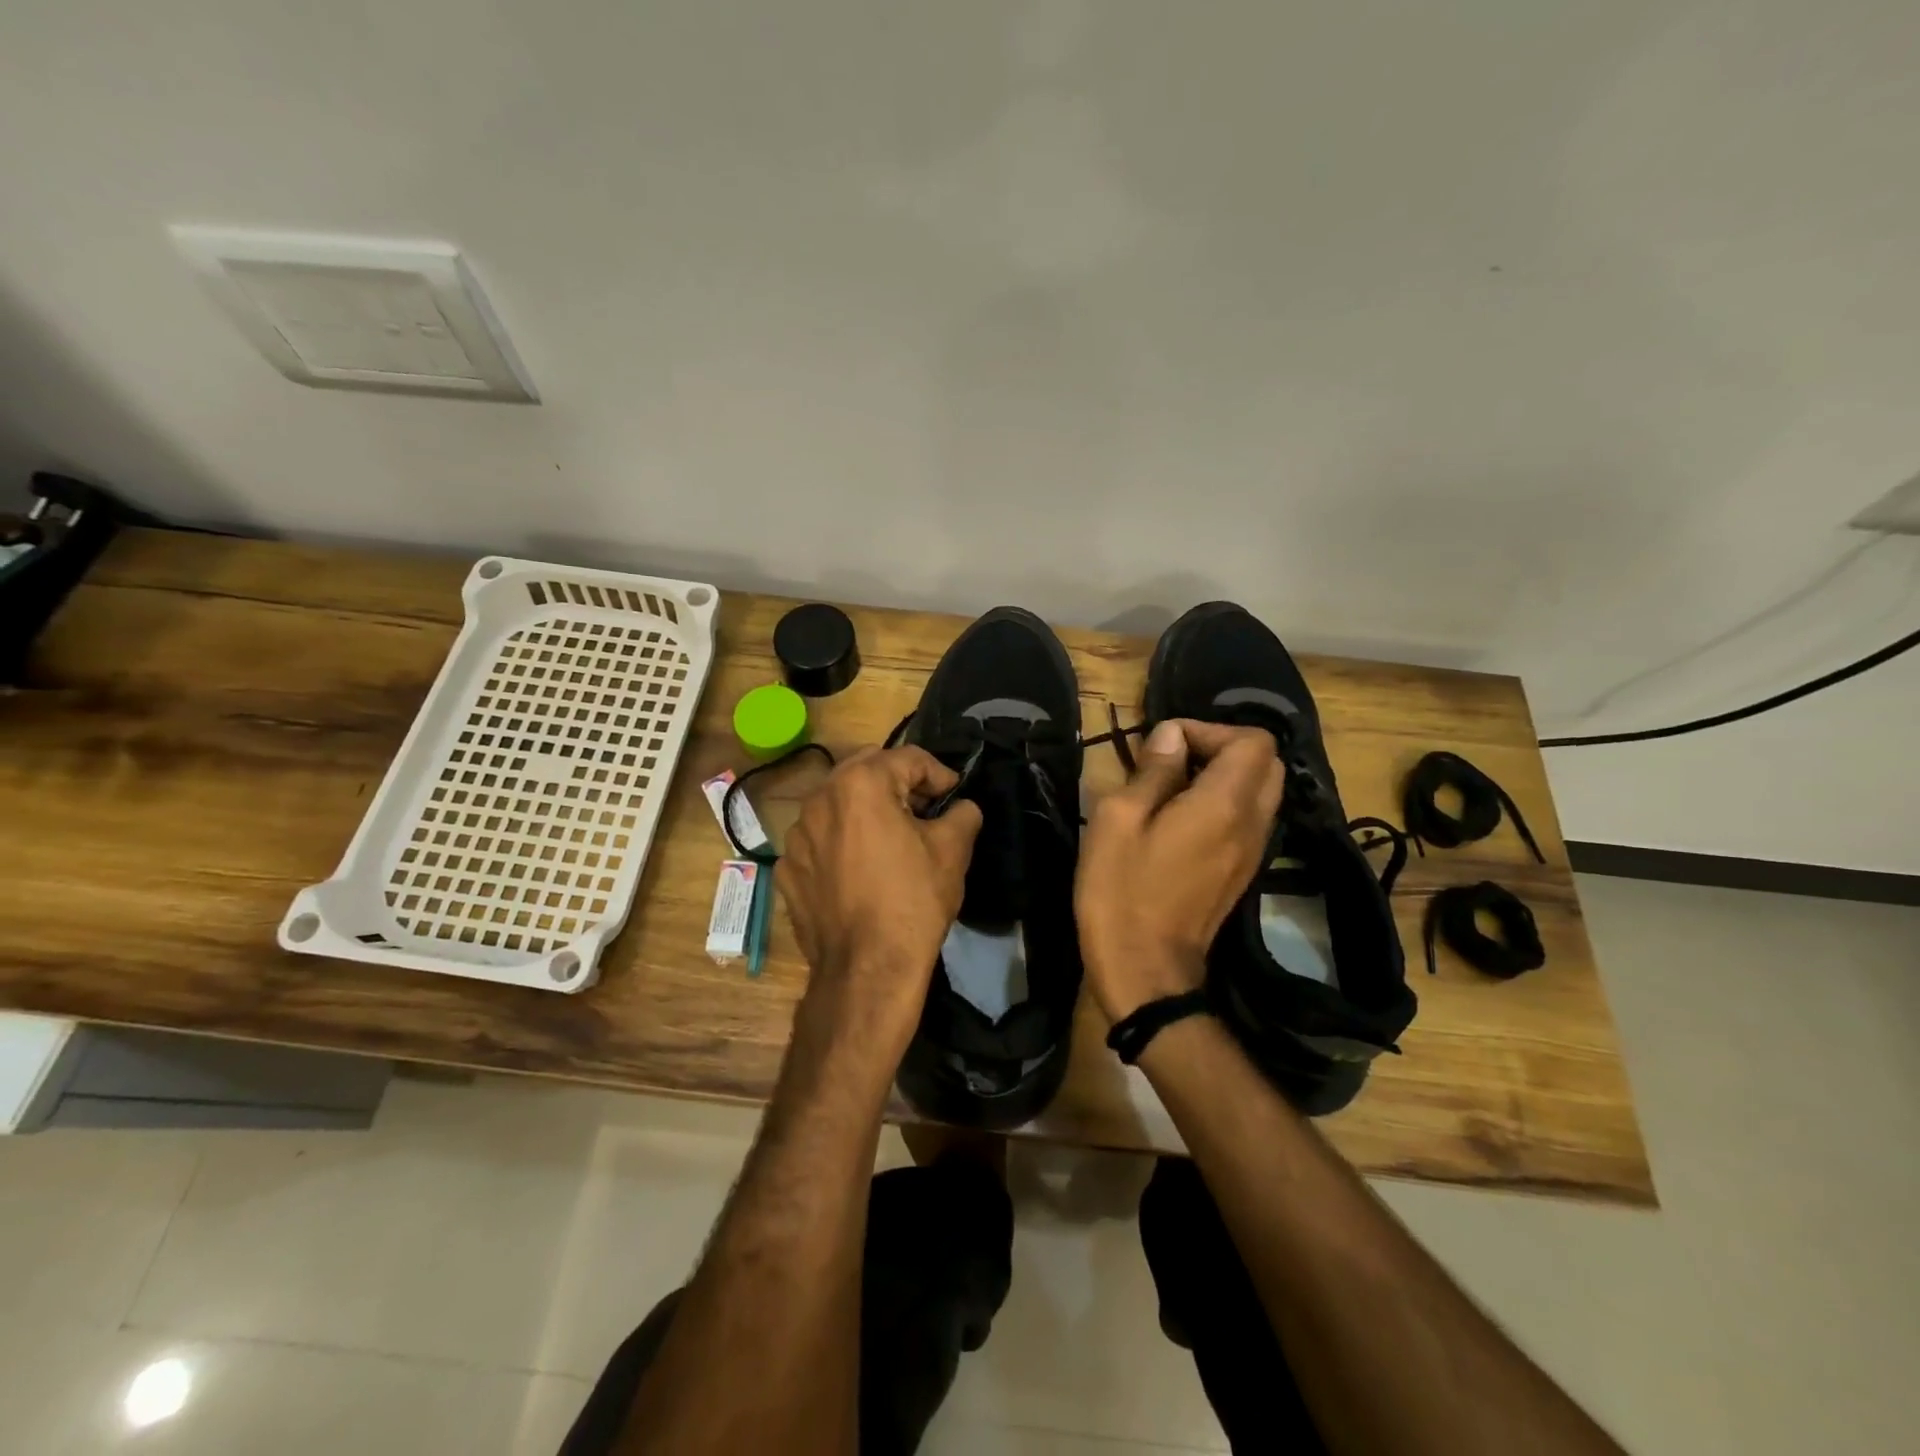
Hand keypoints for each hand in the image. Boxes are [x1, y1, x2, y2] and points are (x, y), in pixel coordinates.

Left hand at [780, 746, 982, 1060]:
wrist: (867, 970)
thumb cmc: (913, 900)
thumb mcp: (952, 850)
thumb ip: (962, 813)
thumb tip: (962, 807)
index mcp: (860, 783)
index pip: (908, 759)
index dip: (939, 774)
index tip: (954, 797)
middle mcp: (820, 798)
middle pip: (866, 771)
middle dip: (898, 783)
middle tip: (924, 811)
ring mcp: (797, 835)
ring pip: (838, 804)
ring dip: (866, 810)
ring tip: (891, 840)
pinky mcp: (788, 868)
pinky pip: (820, 840)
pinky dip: (841, 843)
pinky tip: (861, 871)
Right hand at [1076, 720, 1284, 1022]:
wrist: (1146, 972)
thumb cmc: (1122, 891)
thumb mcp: (1118, 820)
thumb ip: (1152, 772)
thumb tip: (1171, 736)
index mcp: (1224, 804)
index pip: (1252, 740)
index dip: (1209, 729)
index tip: (1165, 745)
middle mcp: (1252, 823)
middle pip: (1266, 763)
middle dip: (1222, 748)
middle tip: (1173, 761)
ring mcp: (1253, 852)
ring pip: (1262, 792)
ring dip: (1224, 776)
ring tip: (1173, 789)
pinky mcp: (1243, 874)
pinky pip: (1250, 820)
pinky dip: (1225, 804)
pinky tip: (1181, 821)